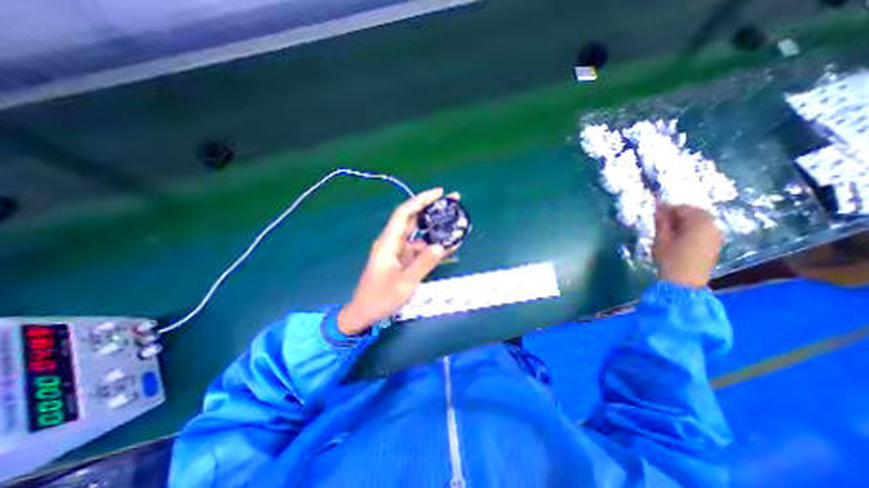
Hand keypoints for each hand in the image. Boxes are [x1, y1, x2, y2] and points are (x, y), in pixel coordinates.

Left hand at [335, 188, 450, 334]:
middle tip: (453, 201)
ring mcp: (398, 251)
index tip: (439, 192)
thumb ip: (424, 264)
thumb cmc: (380, 298)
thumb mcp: (404, 283)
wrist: (365, 313)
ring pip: (418, 234)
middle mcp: (393, 242)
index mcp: (388, 242)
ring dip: (435, 227)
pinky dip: (432, 245)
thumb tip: (442, 245)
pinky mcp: (402, 260)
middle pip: (413, 219)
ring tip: (455, 222)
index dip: (421, 200)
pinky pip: (419, 248)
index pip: (404, 213)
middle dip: (431, 208)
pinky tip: (448, 244)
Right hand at [656, 204, 723, 286]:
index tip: (654, 209)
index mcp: (699, 222)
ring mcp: (716, 235)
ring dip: (684, 220)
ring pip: (700, 221)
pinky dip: (691, 227)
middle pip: (694, 212)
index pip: (682, 208)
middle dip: (677, 213)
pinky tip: (678, 234)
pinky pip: (703, 229)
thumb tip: (658, 209)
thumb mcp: (661, 238)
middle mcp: (712, 225)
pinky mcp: (715, 243)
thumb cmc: (670, 258)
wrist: (684, 281)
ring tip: (668, 226)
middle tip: (660, 217)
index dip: (667, 207)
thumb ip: (661, 222)